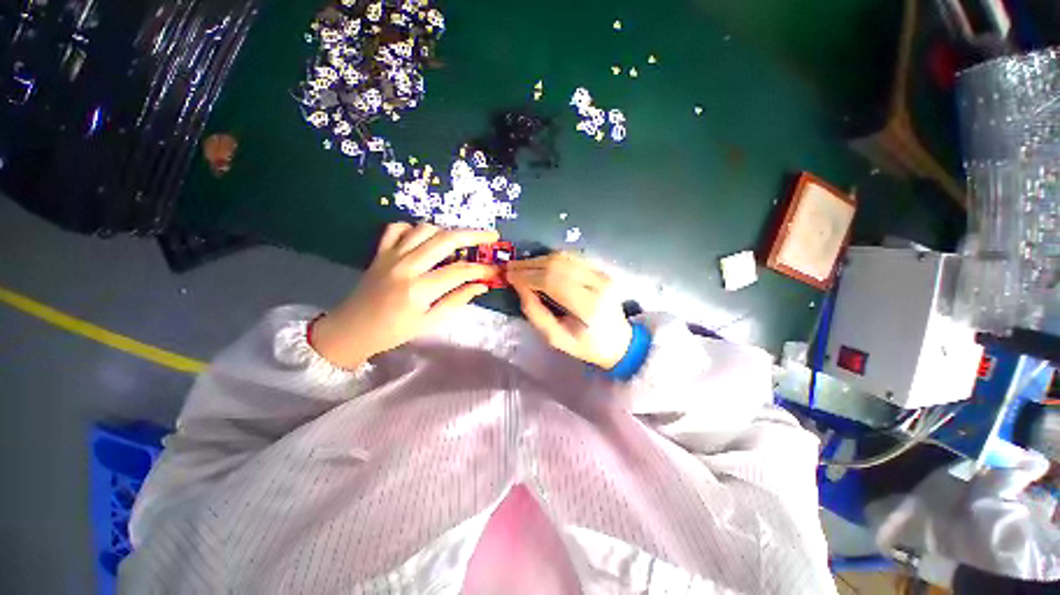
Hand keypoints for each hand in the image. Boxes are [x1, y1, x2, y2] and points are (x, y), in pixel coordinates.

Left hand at [311, 223, 499, 367]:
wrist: (352, 329)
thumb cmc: (394, 331)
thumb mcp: (430, 322)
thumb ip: (457, 300)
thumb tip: (481, 286)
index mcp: (419, 289)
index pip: (459, 271)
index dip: (481, 269)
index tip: (495, 270)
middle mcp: (406, 266)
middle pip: (445, 239)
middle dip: (474, 235)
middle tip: (491, 236)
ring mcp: (391, 255)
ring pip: (424, 228)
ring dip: (446, 232)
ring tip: (459, 242)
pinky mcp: (380, 251)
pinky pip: (397, 228)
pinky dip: (414, 228)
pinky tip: (424, 239)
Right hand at [507, 252, 632, 369]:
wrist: (619, 341)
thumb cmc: (586, 345)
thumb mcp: (556, 339)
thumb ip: (536, 313)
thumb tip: (520, 287)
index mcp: (588, 307)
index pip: (552, 281)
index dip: (527, 276)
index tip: (509, 276)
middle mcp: (598, 285)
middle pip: (557, 265)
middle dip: (529, 265)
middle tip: (510, 268)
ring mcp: (602, 275)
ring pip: (564, 257)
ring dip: (539, 259)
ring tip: (521, 265)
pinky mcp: (602, 270)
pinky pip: (573, 257)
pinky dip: (553, 258)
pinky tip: (539, 263)